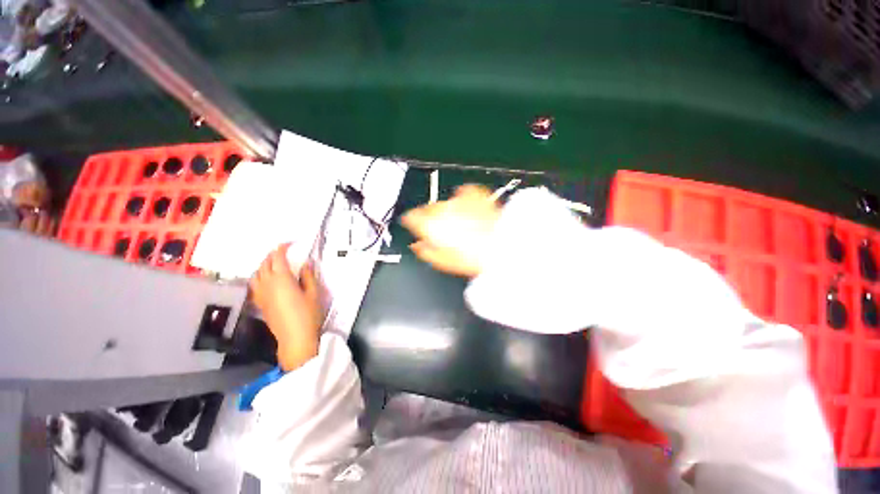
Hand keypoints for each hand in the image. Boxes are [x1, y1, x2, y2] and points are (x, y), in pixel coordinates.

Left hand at [250, 243, 322, 370]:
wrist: (295, 338)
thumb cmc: (308, 314)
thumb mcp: (314, 293)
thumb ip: (308, 276)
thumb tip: (305, 264)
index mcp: (282, 279)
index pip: (277, 258)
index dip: (282, 248)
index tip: (288, 243)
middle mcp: (268, 284)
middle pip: (265, 264)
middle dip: (272, 255)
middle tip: (282, 252)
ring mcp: (261, 295)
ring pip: (257, 274)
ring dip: (264, 266)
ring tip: (274, 264)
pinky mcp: (260, 304)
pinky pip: (255, 285)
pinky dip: (259, 277)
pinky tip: (266, 281)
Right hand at [401, 184, 499, 277]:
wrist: (500, 246)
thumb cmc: (473, 257)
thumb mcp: (442, 261)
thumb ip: (425, 251)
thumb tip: (417, 245)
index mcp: (430, 224)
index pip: (411, 217)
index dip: (412, 222)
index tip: (415, 225)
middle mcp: (441, 209)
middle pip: (427, 208)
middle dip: (430, 217)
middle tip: (441, 229)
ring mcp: (458, 200)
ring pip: (444, 202)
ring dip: (447, 210)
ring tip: (457, 222)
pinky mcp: (474, 195)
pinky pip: (464, 191)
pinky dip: (463, 198)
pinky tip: (466, 206)